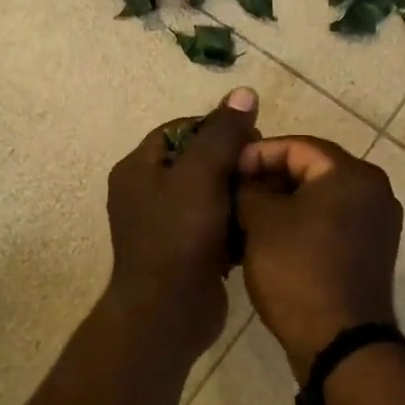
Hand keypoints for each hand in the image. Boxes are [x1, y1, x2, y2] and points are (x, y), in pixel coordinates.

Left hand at [103, 88, 259, 358]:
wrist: (169, 312)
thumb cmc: (179, 235)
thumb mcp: (201, 174)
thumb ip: (223, 132)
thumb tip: (244, 92)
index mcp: (138, 168)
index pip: (181, 129)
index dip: (217, 127)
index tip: (252, 137)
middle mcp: (146, 194)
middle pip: (197, 161)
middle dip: (231, 162)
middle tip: (262, 168)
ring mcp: (165, 226)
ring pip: (209, 195)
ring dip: (237, 193)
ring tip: (266, 194)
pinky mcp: (185, 253)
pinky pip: (213, 225)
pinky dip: (234, 223)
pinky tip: (258, 224)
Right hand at [236, 137, 402, 381]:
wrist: (340, 342)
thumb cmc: (298, 271)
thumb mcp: (261, 222)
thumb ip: (248, 188)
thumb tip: (243, 179)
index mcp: (352, 174)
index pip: (297, 145)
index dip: (257, 154)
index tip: (227, 170)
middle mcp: (374, 191)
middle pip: (311, 170)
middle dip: (269, 179)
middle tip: (232, 194)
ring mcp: (377, 224)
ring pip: (319, 200)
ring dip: (282, 204)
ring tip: (244, 218)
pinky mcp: (370, 252)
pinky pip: (330, 224)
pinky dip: (300, 225)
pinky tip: (269, 240)